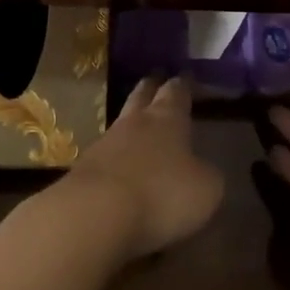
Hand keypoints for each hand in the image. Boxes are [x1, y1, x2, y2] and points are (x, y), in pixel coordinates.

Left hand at [68, 75, 223, 258]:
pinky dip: (115, 159)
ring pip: (121, 124)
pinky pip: (105, 157)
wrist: (94, 214)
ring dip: (131, 124)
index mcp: (167, 119)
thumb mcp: (205, 189)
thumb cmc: (160, 194)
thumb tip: (202, 171)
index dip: (183, 85)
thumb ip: (206, 175)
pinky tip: (121, 170)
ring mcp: (104, 144)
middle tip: (156, 80)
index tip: (186, 75)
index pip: (176, 92)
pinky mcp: (83, 170)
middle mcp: (133, 123)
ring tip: (140, 126)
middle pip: (141, 95)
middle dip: (151, 88)